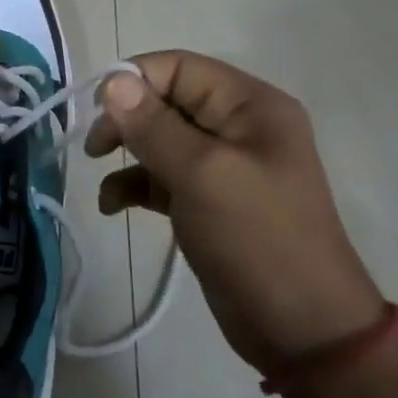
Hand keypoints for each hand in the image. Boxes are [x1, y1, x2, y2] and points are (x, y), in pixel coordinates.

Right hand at [85, 51, 383, 372]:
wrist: (302, 329)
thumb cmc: (257, 239)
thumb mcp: (202, 175)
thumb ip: (153, 126)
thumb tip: (112, 81)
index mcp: (250, 106)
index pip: (179, 67)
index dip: (133, 80)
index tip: (97, 112)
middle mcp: (238, 126)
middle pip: (166, 101)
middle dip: (126, 119)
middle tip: (96, 147)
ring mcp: (223, 165)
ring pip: (159, 139)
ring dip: (126, 154)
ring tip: (101, 175)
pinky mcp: (208, 200)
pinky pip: (161, 177)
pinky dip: (134, 185)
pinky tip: (112, 206)